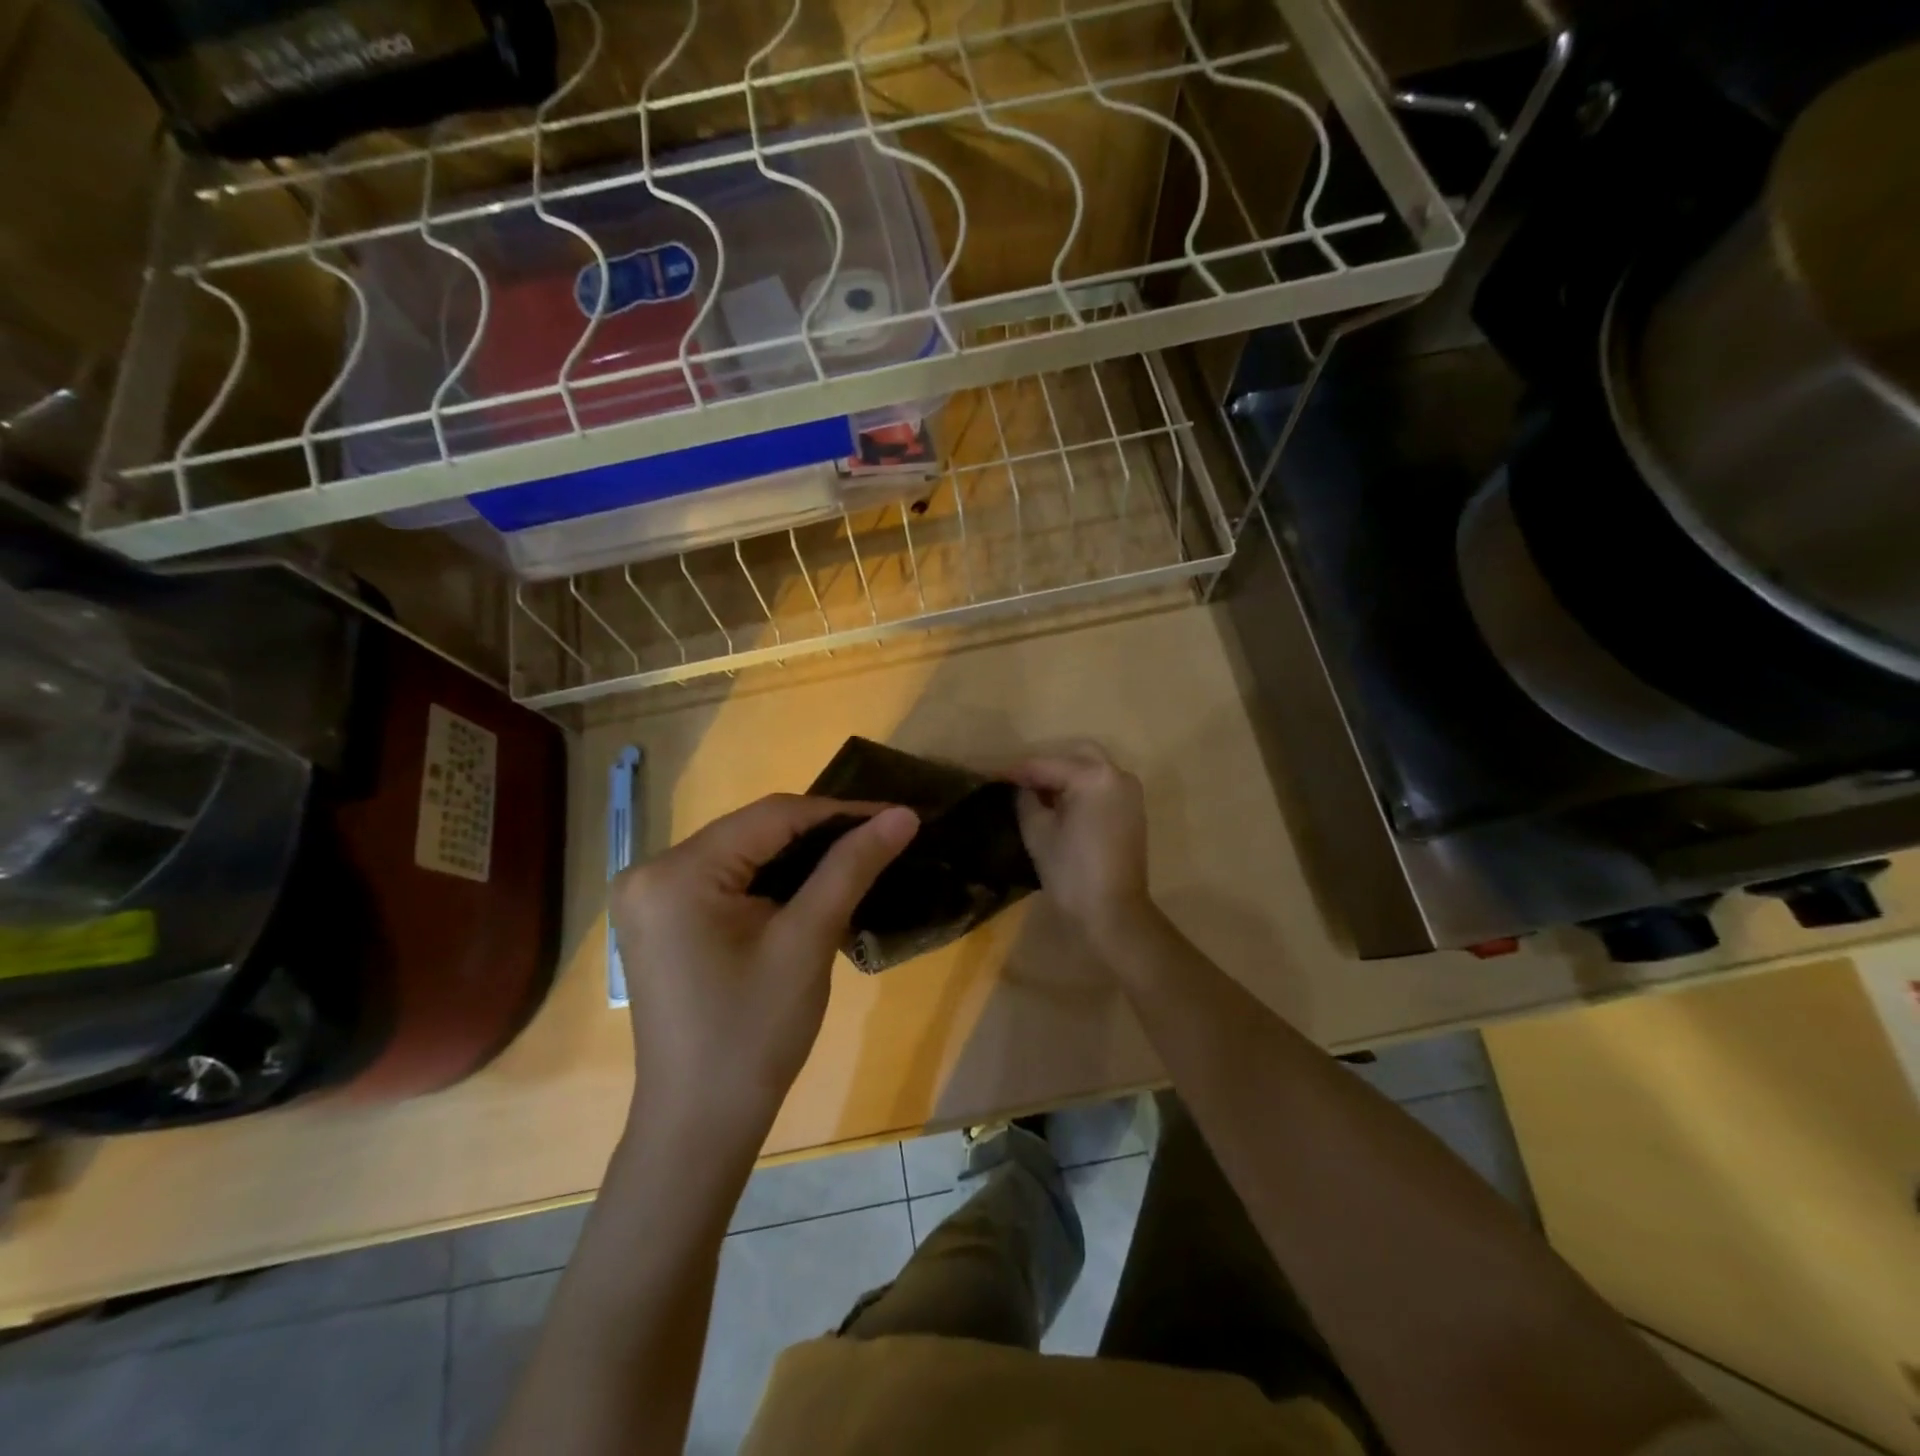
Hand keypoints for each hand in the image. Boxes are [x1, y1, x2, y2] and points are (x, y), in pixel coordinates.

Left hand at [609, 795, 918, 1144]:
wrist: (700, 1123)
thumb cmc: (754, 1034)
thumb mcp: (808, 941)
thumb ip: (852, 868)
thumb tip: (903, 815)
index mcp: (676, 872)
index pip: (771, 816)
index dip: (839, 811)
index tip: (896, 815)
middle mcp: (650, 871)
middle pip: (752, 831)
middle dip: (820, 833)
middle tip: (881, 837)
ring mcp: (649, 896)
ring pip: (741, 852)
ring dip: (798, 854)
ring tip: (857, 854)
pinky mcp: (660, 918)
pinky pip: (725, 879)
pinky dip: (770, 878)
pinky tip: (811, 884)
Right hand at [1006, 743, 1154, 948]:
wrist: (1113, 913)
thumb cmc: (1071, 872)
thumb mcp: (1038, 832)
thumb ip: (1026, 799)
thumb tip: (1022, 787)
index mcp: (1093, 776)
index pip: (1047, 765)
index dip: (1017, 771)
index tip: (993, 775)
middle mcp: (1117, 775)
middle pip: (1075, 756)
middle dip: (1046, 767)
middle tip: (1019, 783)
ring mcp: (1130, 792)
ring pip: (1091, 769)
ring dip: (1065, 776)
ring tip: (1037, 793)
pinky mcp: (1134, 810)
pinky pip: (1103, 786)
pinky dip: (1082, 788)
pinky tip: (1060, 804)